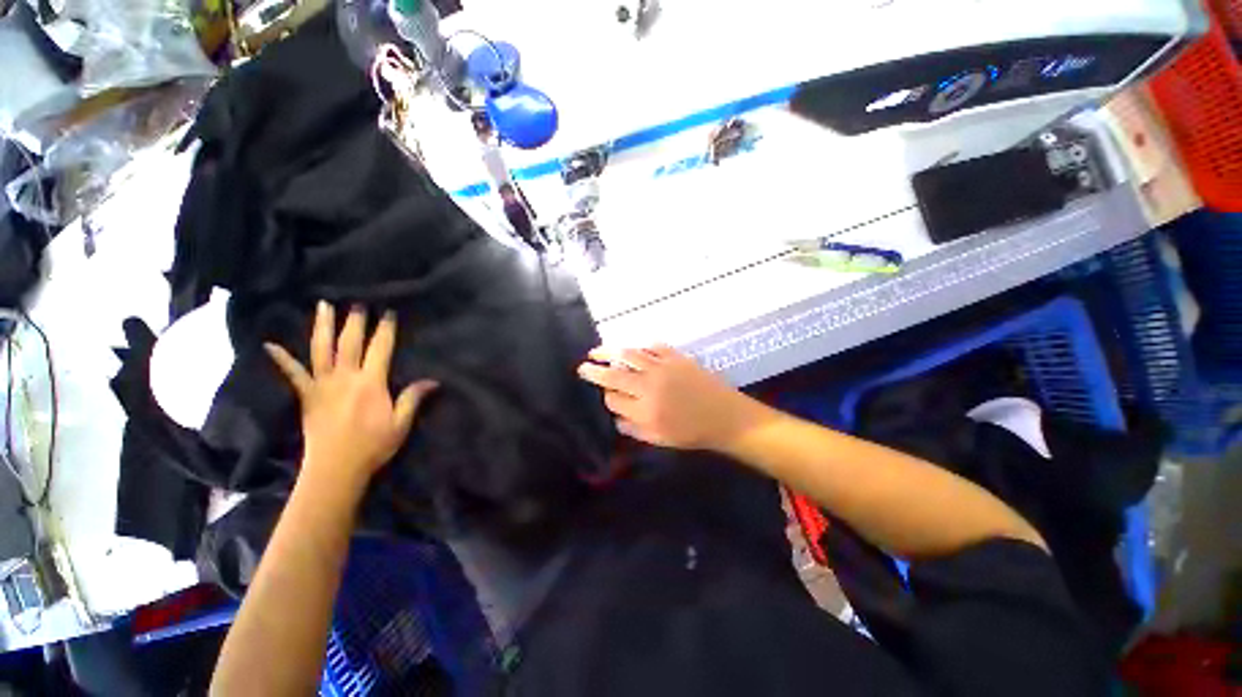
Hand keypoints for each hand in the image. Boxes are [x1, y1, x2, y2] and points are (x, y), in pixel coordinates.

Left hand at [265, 302, 437, 491]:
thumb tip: (433, 380)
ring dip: (322, 326)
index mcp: (371, 383)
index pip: (380, 349)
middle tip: (357, 303)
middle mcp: (345, 377)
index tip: (388, 313)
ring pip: (321, 349)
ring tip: (323, 306)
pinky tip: (270, 345)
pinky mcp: (306, 396)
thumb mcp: (401, 423)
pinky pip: (293, 374)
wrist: (335, 468)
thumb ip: (413, 398)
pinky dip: (282, 359)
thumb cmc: (373, 445)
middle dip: (355, 321)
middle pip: (349, 343)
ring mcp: (322, 385)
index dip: (385, 329)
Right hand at [577, 345, 768, 450]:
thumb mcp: (660, 439)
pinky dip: (640, 347)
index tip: (605, 396)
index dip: (605, 397)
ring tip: (597, 351)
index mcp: (644, 410)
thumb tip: (616, 416)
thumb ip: (634, 429)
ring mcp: (662, 368)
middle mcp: (649, 386)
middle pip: (613, 375)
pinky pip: (653, 347)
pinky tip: (633, 348)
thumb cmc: (692, 432)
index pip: (613, 399)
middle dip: (594, 371)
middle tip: (582, 366)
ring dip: (609, 352)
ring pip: (628, 356)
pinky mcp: (676, 357)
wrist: (725, 416)